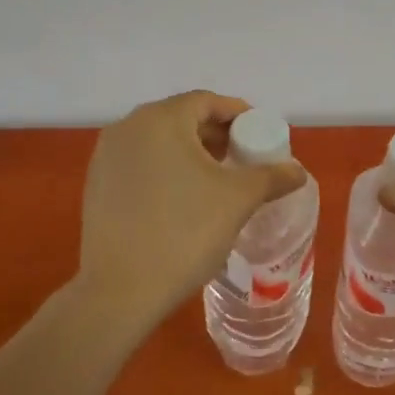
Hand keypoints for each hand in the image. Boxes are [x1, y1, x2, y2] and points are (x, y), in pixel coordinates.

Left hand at [77, 90, 306, 326]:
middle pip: (182, 118)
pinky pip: (141, 163)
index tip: (259, 136)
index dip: (238, 115)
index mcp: (161, 119)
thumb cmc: (184, 232)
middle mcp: (128, 127)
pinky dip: (166, 170)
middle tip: (243, 158)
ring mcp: (107, 157)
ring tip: (218, 180)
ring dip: (191, 153)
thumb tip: (297, 171)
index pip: (207, 102)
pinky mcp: (97, 186)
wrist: (120, 292)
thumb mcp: (238, 200)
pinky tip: (184, 200)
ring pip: (159, 142)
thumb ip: (271, 177)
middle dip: (216, 135)